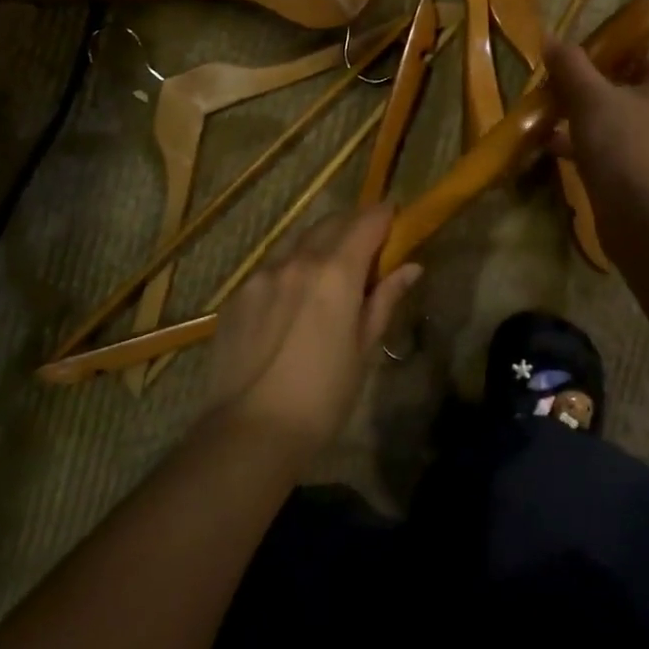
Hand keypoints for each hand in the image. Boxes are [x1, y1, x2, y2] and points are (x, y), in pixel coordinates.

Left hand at [206, 206, 422, 459]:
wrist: (250, 431)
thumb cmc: (323, 395)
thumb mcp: (364, 348)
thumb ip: (385, 299)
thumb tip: (411, 267)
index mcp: (336, 272)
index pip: (367, 221)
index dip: (385, 216)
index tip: (396, 220)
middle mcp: (297, 260)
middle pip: (331, 222)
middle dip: (354, 225)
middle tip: (369, 246)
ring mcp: (261, 275)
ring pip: (298, 241)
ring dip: (320, 243)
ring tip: (330, 272)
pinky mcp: (237, 295)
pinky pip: (271, 266)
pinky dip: (291, 268)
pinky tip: (293, 299)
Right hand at [543, 0, 648, 219]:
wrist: (647, 224)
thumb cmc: (631, 148)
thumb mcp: (594, 100)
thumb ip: (572, 67)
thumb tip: (550, 38)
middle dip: (622, 54)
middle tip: (587, 44)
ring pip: (627, 104)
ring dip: (595, 95)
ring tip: (557, 85)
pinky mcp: (638, 166)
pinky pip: (610, 138)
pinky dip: (582, 134)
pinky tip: (546, 136)